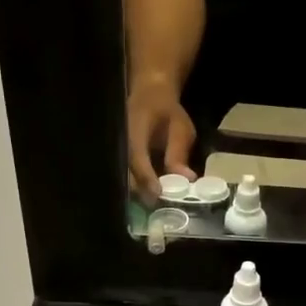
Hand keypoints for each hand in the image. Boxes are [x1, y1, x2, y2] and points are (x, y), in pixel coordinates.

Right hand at [126, 78, 197, 198]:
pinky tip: (153, 198)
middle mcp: (120, 143)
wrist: (148, 96)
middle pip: (126, 174)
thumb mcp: (180, 128)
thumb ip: (179, 153)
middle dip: (143, 193)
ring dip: (141, 194)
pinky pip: (128, 178)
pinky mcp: (120, 161)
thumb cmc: (167, 111)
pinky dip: (140, 189)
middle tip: (161, 208)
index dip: (146, 177)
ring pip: (125, 180)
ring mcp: (117, 153)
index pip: (137, 157)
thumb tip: (188, 179)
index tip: (158, 194)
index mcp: (134, 130)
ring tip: (159, 207)